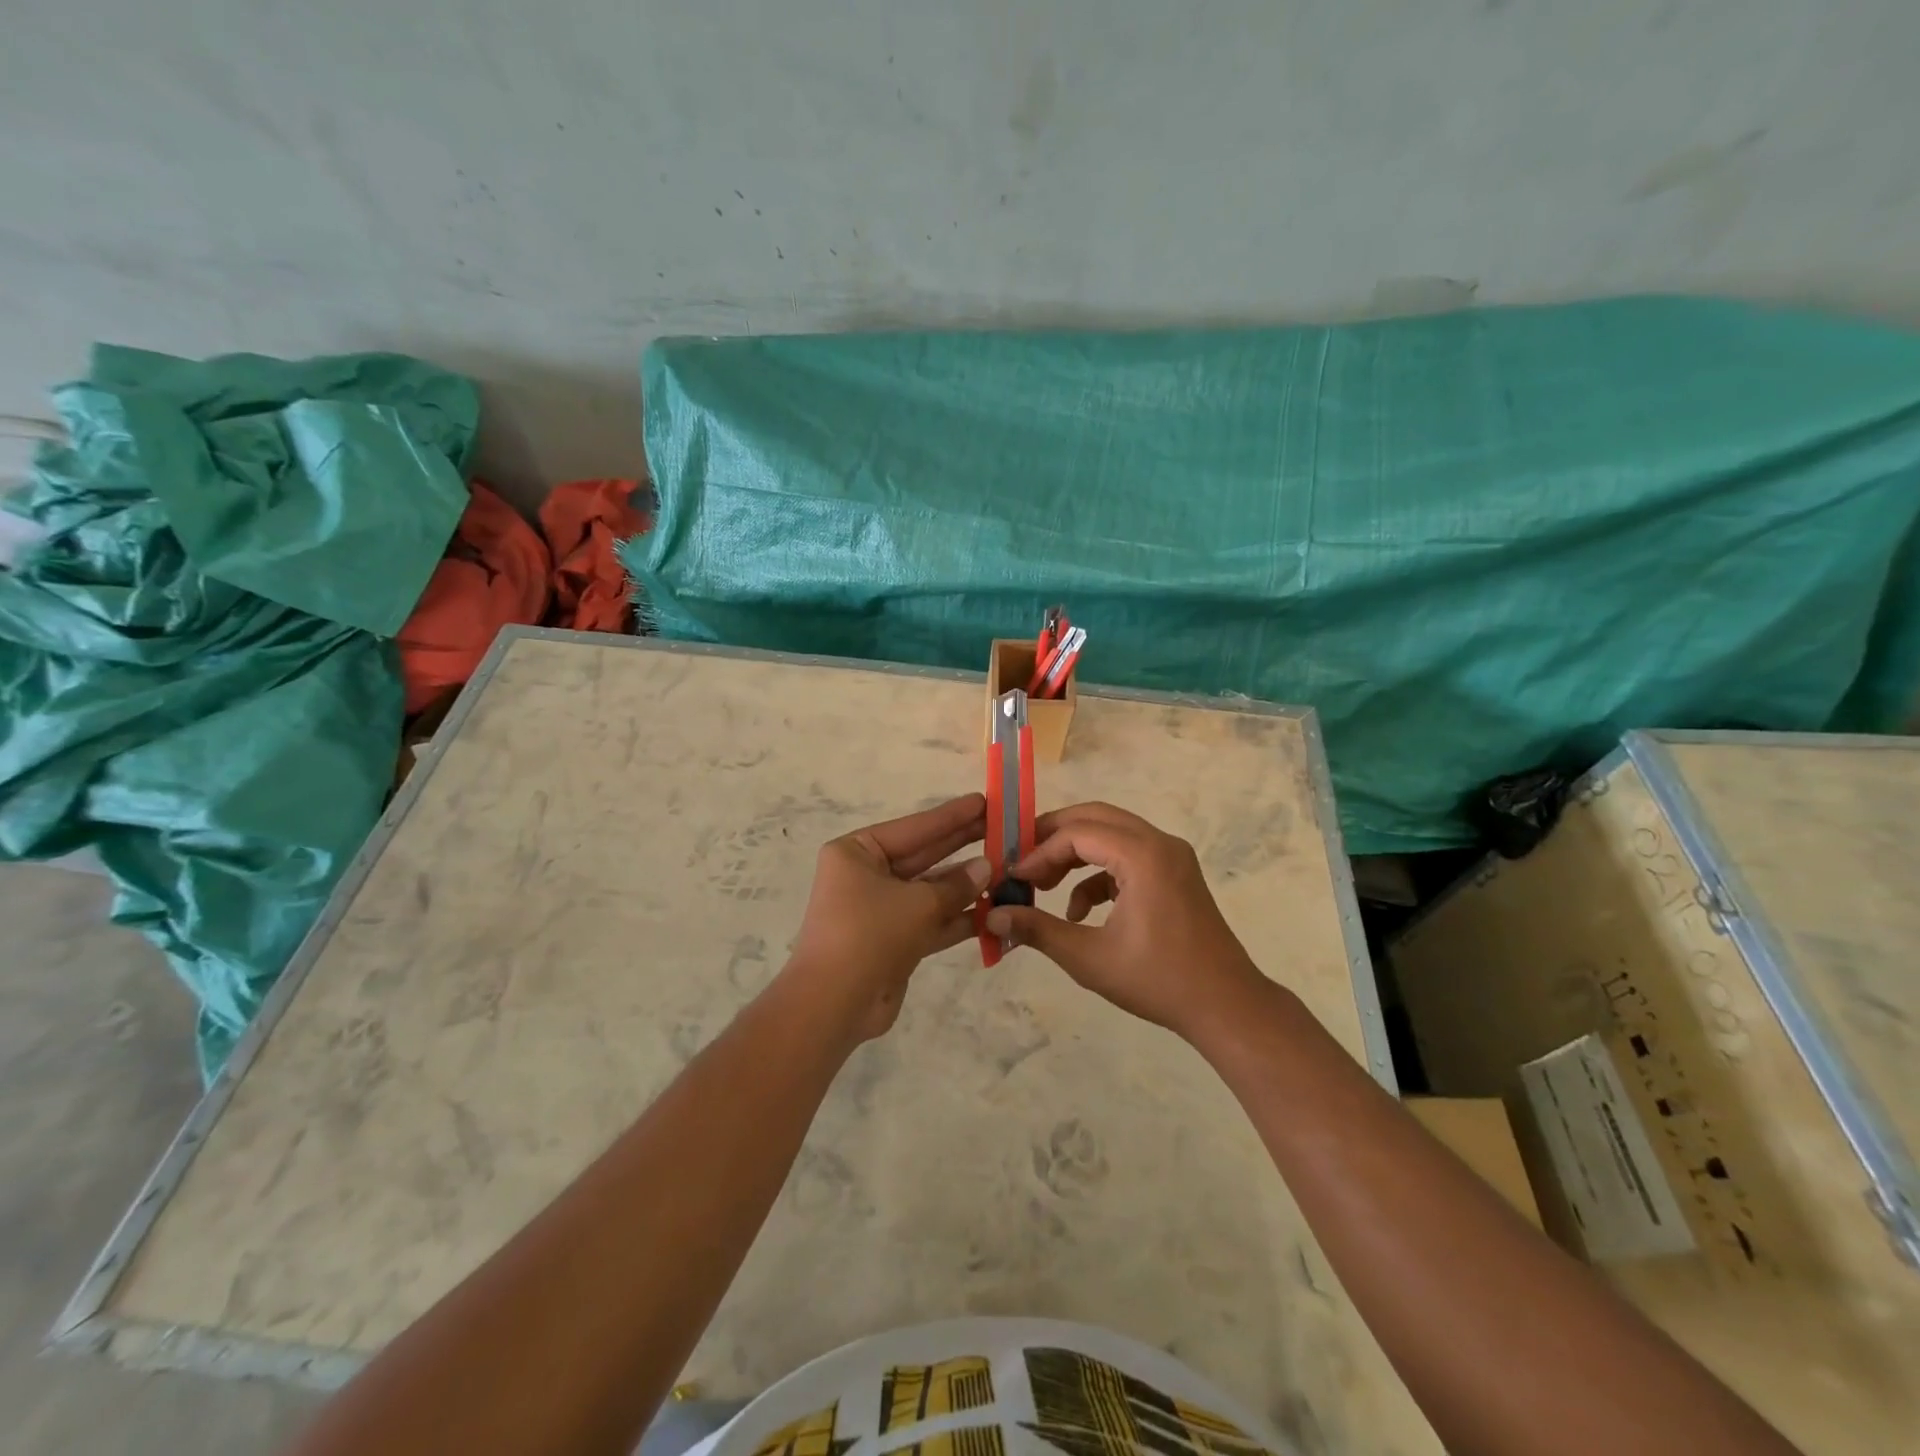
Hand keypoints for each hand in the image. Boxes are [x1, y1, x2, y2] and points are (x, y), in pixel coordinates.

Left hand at [786, 794, 989, 1040]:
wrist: (833, 1005)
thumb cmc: (869, 935)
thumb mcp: (918, 903)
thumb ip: (956, 885)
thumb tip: (986, 867)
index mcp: (857, 852)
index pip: (914, 828)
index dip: (951, 816)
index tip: (984, 800)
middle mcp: (866, 876)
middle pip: (924, 856)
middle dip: (962, 846)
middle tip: (1002, 828)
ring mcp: (880, 910)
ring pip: (930, 891)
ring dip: (966, 885)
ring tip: (1007, 870)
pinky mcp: (893, 942)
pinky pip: (931, 921)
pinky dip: (958, 918)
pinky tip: (993, 910)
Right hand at [984, 802, 1265, 1038]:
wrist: (1226, 1007)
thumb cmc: (1158, 981)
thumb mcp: (1088, 958)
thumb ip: (1037, 930)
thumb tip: (991, 917)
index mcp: (1143, 855)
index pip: (1077, 833)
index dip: (1039, 852)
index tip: (1014, 878)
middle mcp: (1160, 843)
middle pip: (1094, 818)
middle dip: (1053, 838)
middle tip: (1021, 860)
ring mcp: (1172, 856)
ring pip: (1111, 834)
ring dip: (1075, 854)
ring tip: (1043, 885)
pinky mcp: (1175, 873)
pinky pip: (1127, 856)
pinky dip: (1098, 873)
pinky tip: (1079, 911)